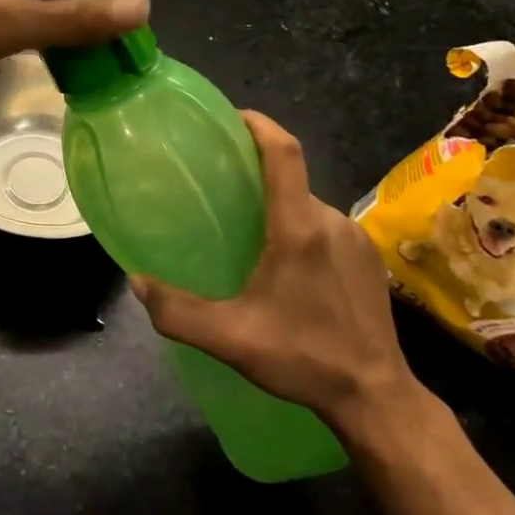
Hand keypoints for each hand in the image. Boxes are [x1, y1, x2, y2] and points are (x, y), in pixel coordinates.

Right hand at [131, 111, 424, 440]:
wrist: (378, 399)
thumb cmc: (304, 357)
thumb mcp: (231, 338)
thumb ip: (177, 311)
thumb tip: (136, 282)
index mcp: (299, 227)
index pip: (284, 152)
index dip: (259, 124)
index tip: (232, 116)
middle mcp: (330, 220)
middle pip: (291, 178)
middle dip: (257, 174)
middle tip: (221, 188)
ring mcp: (355, 239)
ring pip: (307, 204)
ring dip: (279, 205)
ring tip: (247, 228)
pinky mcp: (368, 260)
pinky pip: (326, 226)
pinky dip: (301, 227)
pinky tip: (285, 263)